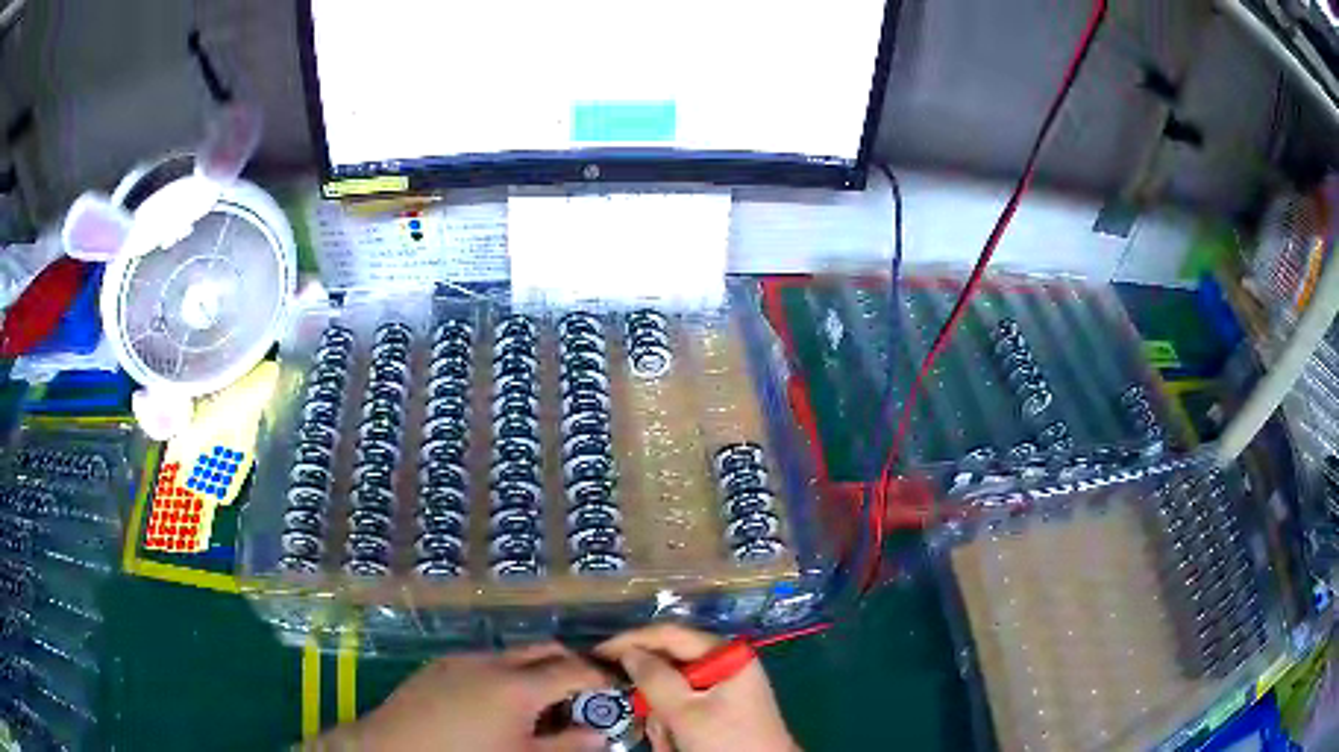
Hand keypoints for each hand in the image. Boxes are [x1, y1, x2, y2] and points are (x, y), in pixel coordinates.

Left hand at [324, 642, 609, 751]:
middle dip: (570, 666)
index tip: (616, 688)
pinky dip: (504, 675)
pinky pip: (484, 661)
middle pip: (545, 650)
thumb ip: (567, 746)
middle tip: (582, 698)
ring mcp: (462, 659)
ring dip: (536, 672)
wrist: (392, 750)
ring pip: (514, 654)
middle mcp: (492, 661)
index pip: (574, 669)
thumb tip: (599, 735)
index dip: (600, 676)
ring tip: (537, 708)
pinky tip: (496, 706)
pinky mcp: (439, 665)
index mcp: (518, 685)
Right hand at [596, 625, 797, 751]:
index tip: (596, 653)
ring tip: (668, 740)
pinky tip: (676, 743)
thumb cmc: (726, 740)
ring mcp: (725, 684)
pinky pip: (685, 705)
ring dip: (662, 715)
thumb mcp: (685, 712)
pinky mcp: (722, 705)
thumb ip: (653, 678)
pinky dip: (673, 723)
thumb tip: (627, 652)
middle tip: (636, 712)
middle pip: (670, 663)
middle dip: (651, 694)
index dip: (630, 641)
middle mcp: (727, 662)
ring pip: (673, 689)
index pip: (670, 634)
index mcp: (726, 653)